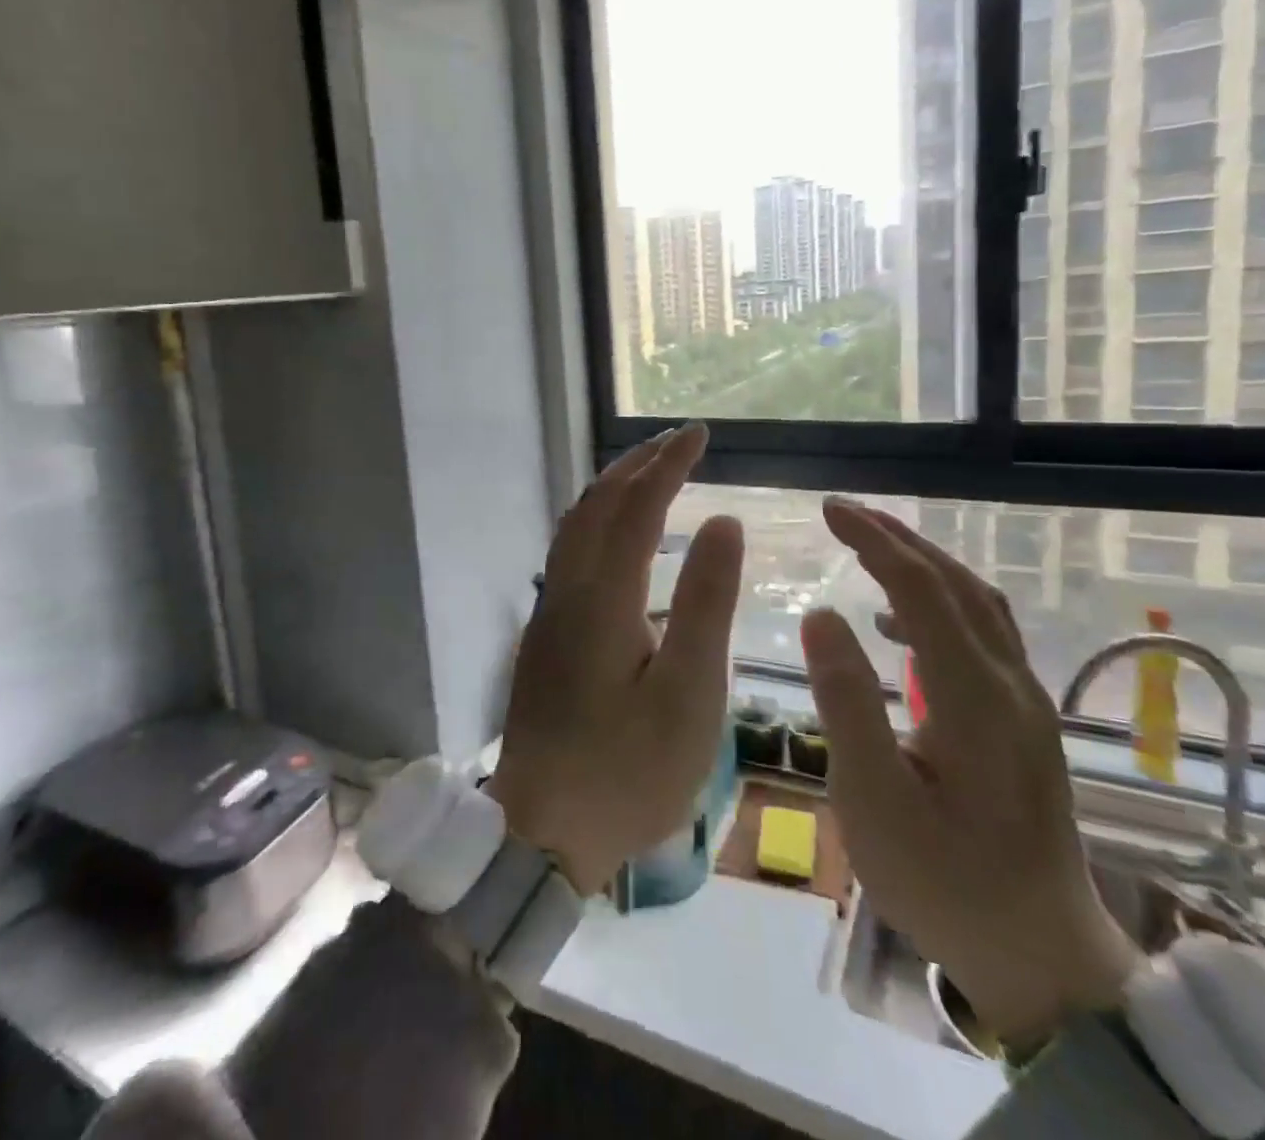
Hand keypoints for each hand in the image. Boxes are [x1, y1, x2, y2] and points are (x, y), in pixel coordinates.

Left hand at [488, 425, 742, 894]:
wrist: (541, 829)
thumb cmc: (628, 771)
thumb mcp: (689, 694)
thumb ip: (706, 603)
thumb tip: (723, 523)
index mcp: (602, 598)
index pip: (637, 507)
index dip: (669, 465)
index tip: (700, 435)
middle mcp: (566, 590)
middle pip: (596, 505)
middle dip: (637, 465)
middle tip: (677, 441)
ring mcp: (547, 612)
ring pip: (574, 526)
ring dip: (611, 489)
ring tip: (647, 472)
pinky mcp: (543, 634)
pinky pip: (567, 552)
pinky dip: (595, 521)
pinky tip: (614, 534)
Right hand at [802, 497, 1139, 1050]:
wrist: (1042, 958)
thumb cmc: (944, 881)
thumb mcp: (874, 799)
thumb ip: (847, 702)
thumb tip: (821, 614)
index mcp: (975, 697)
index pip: (921, 589)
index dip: (873, 541)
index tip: (829, 509)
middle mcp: (1010, 685)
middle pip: (958, 584)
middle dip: (899, 539)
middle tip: (844, 513)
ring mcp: (1025, 703)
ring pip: (979, 605)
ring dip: (924, 565)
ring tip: (869, 549)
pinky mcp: (1024, 723)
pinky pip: (983, 635)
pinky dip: (939, 605)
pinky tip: (898, 624)